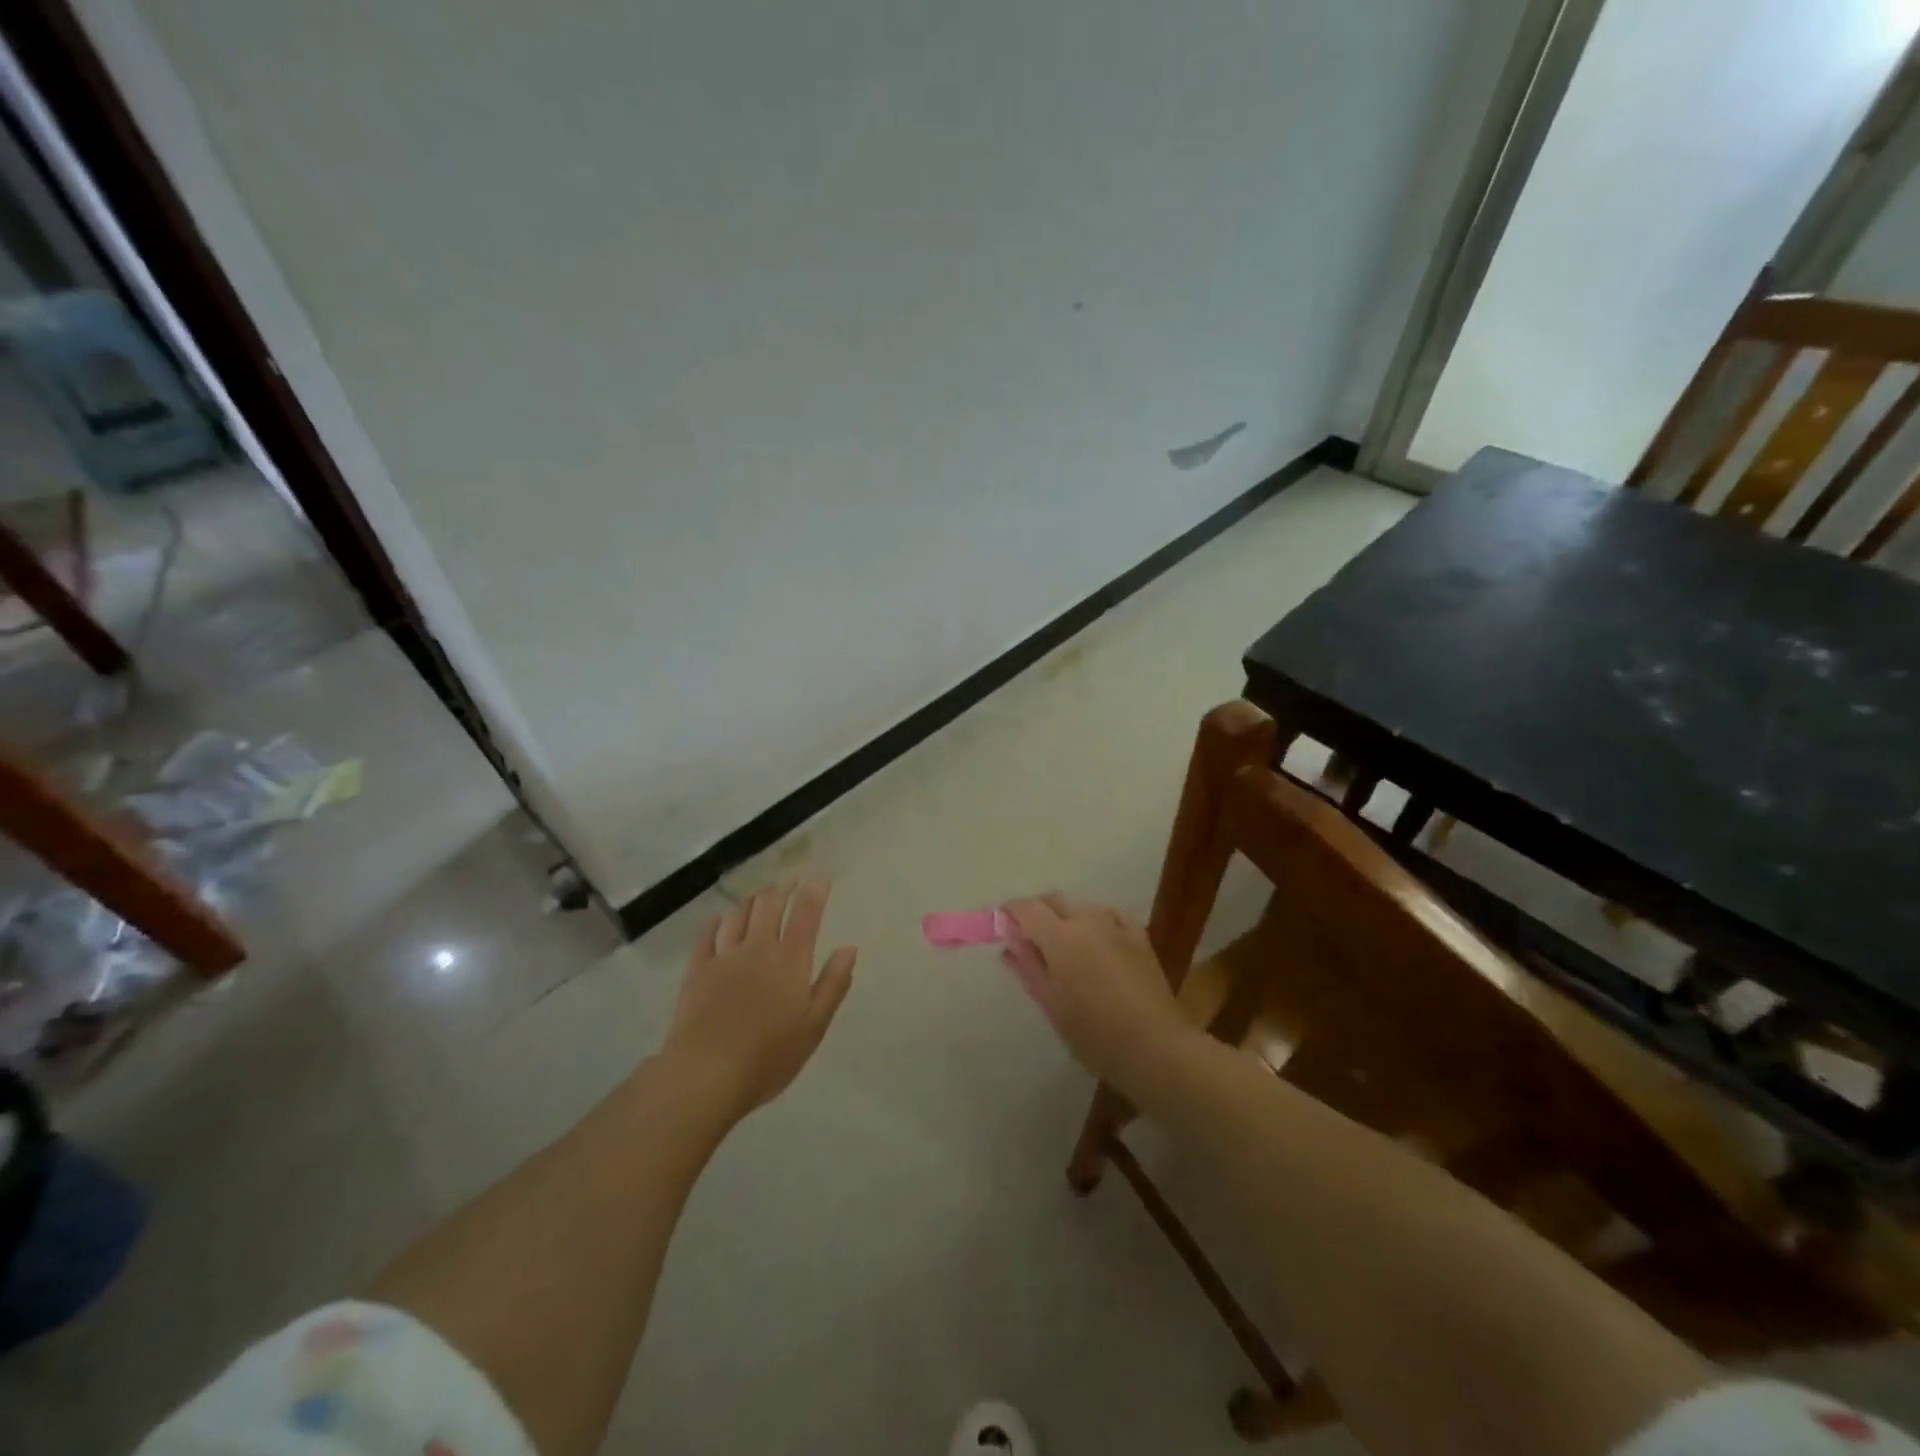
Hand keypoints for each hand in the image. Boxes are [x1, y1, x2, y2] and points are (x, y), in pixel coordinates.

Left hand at [663, 878, 855, 1119]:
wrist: (706, 1074)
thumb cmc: (768, 1056)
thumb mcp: (813, 1026)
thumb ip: (833, 984)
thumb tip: (848, 949)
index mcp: (790, 961)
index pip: (806, 915)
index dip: (814, 893)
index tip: (820, 878)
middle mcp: (758, 948)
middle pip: (769, 905)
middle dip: (782, 887)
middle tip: (790, 879)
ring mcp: (724, 957)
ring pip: (738, 915)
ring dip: (752, 901)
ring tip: (759, 896)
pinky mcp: (697, 970)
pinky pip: (707, 936)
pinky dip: (716, 923)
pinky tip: (719, 920)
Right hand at [1003, 893, 1191, 1093]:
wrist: (1155, 1047)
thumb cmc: (1094, 1033)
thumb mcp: (1051, 1003)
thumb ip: (1028, 965)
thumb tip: (1010, 941)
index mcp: (1060, 936)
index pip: (1026, 907)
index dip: (1010, 913)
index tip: (1003, 928)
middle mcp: (1087, 919)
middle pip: (1054, 900)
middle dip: (1037, 914)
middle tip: (1031, 943)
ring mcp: (1117, 925)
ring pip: (1082, 908)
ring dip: (1067, 920)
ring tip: (1067, 952)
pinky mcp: (1139, 936)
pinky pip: (1109, 917)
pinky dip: (1096, 924)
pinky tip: (1098, 946)